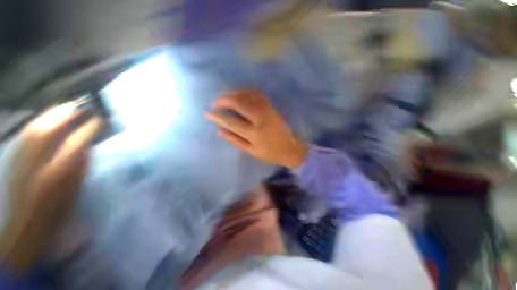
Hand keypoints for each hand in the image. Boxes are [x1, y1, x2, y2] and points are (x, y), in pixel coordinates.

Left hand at [0, 105, 102, 272]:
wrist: (21, 226)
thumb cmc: (52, 214)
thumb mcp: (72, 194)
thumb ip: (79, 169)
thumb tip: (86, 148)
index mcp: (55, 175)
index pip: (75, 144)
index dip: (88, 130)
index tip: (99, 120)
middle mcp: (36, 163)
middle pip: (49, 130)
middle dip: (66, 115)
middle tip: (80, 106)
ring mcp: (21, 159)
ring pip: (34, 129)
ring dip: (50, 116)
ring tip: (64, 108)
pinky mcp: (13, 158)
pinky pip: (25, 134)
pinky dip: (37, 124)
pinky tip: (44, 120)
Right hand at [205, 90, 307, 168]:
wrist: (291, 148)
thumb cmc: (271, 153)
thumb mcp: (251, 151)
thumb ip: (235, 140)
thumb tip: (219, 130)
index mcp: (254, 134)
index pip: (231, 121)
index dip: (217, 116)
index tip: (207, 113)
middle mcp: (261, 119)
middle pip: (239, 103)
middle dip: (224, 100)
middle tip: (215, 102)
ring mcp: (268, 111)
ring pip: (248, 95)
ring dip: (234, 93)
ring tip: (225, 96)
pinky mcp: (273, 107)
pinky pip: (258, 94)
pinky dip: (247, 91)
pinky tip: (241, 93)